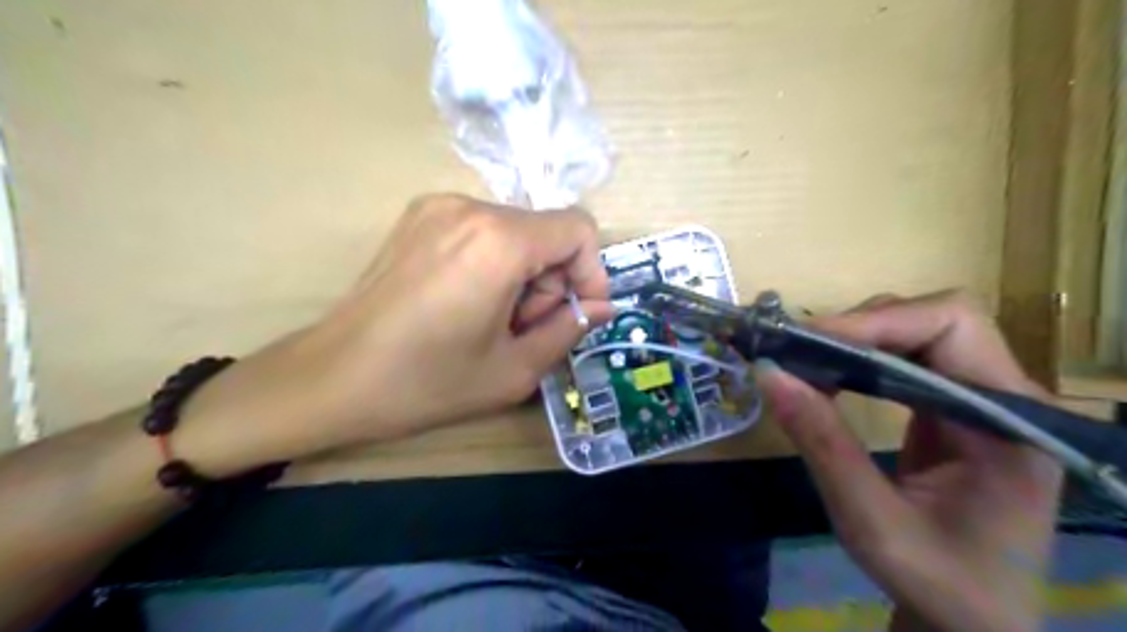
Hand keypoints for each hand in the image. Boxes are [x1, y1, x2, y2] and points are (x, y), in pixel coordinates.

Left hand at [176, 195, 611, 475]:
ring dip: (522, 275)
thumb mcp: (514, 370)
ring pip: (516, 232)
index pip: (579, 229)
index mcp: (499, 242)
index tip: (576, 314)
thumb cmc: (426, 382)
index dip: (591, 272)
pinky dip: (493, 263)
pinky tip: (465, 302)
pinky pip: (482, 232)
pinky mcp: (418, 216)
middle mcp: (471, 207)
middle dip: (550, 282)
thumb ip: (569, 330)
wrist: (331, 378)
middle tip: (522, 329)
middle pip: (546, 233)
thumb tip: (601, 307)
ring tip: (490, 321)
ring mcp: (438, 206)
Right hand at [750, 291, 1061, 630]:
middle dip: (858, 327)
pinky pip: (904, 358)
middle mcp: (1005, 395)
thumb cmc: (939, 582)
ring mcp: (980, 397)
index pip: (952, 326)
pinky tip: (827, 378)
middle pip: (932, 318)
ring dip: (853, 340)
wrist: (973, 619)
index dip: (876, 322)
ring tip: (802, 361)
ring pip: (915, 331)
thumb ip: (822, 444)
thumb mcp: (871, 521)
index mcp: (1010, 421)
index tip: (807, 342)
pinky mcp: (953, 406)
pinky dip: (857, 359)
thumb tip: (767, 372)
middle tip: (795, 350)